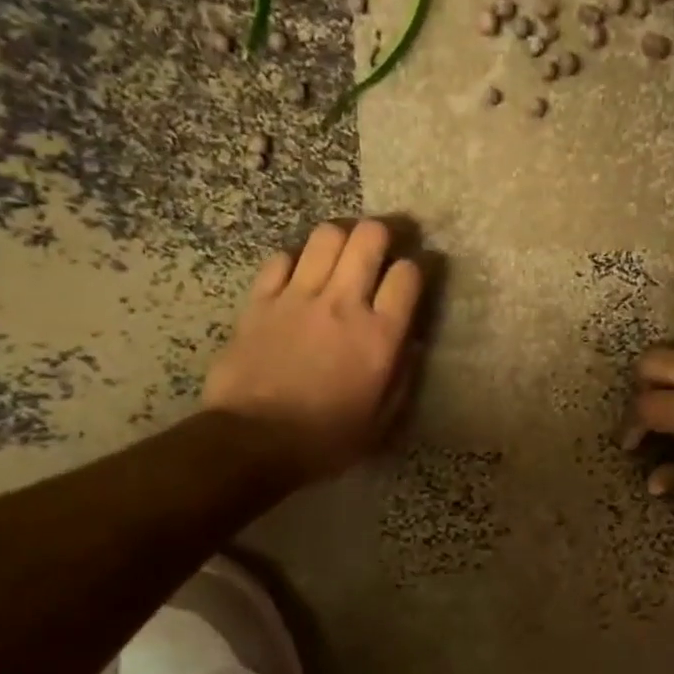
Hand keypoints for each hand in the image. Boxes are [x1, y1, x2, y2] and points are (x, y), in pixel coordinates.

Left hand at [203, 219, 424, 484]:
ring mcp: (298, 297)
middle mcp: (343, 303)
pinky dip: (296, 260)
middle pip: (369, 237)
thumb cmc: (325, 439)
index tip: (421, 269)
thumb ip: (402, 377)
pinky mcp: (261, 301)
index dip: (421, 264)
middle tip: (387, 243)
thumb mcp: (381, 421)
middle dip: (384, 232)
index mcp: (379, 335)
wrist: (253, 442)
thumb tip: (412, 344)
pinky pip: (281, 258)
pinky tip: (300, 275)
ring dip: (341, 237)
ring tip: (344, 252)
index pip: (408, 275)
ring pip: (326, 235)